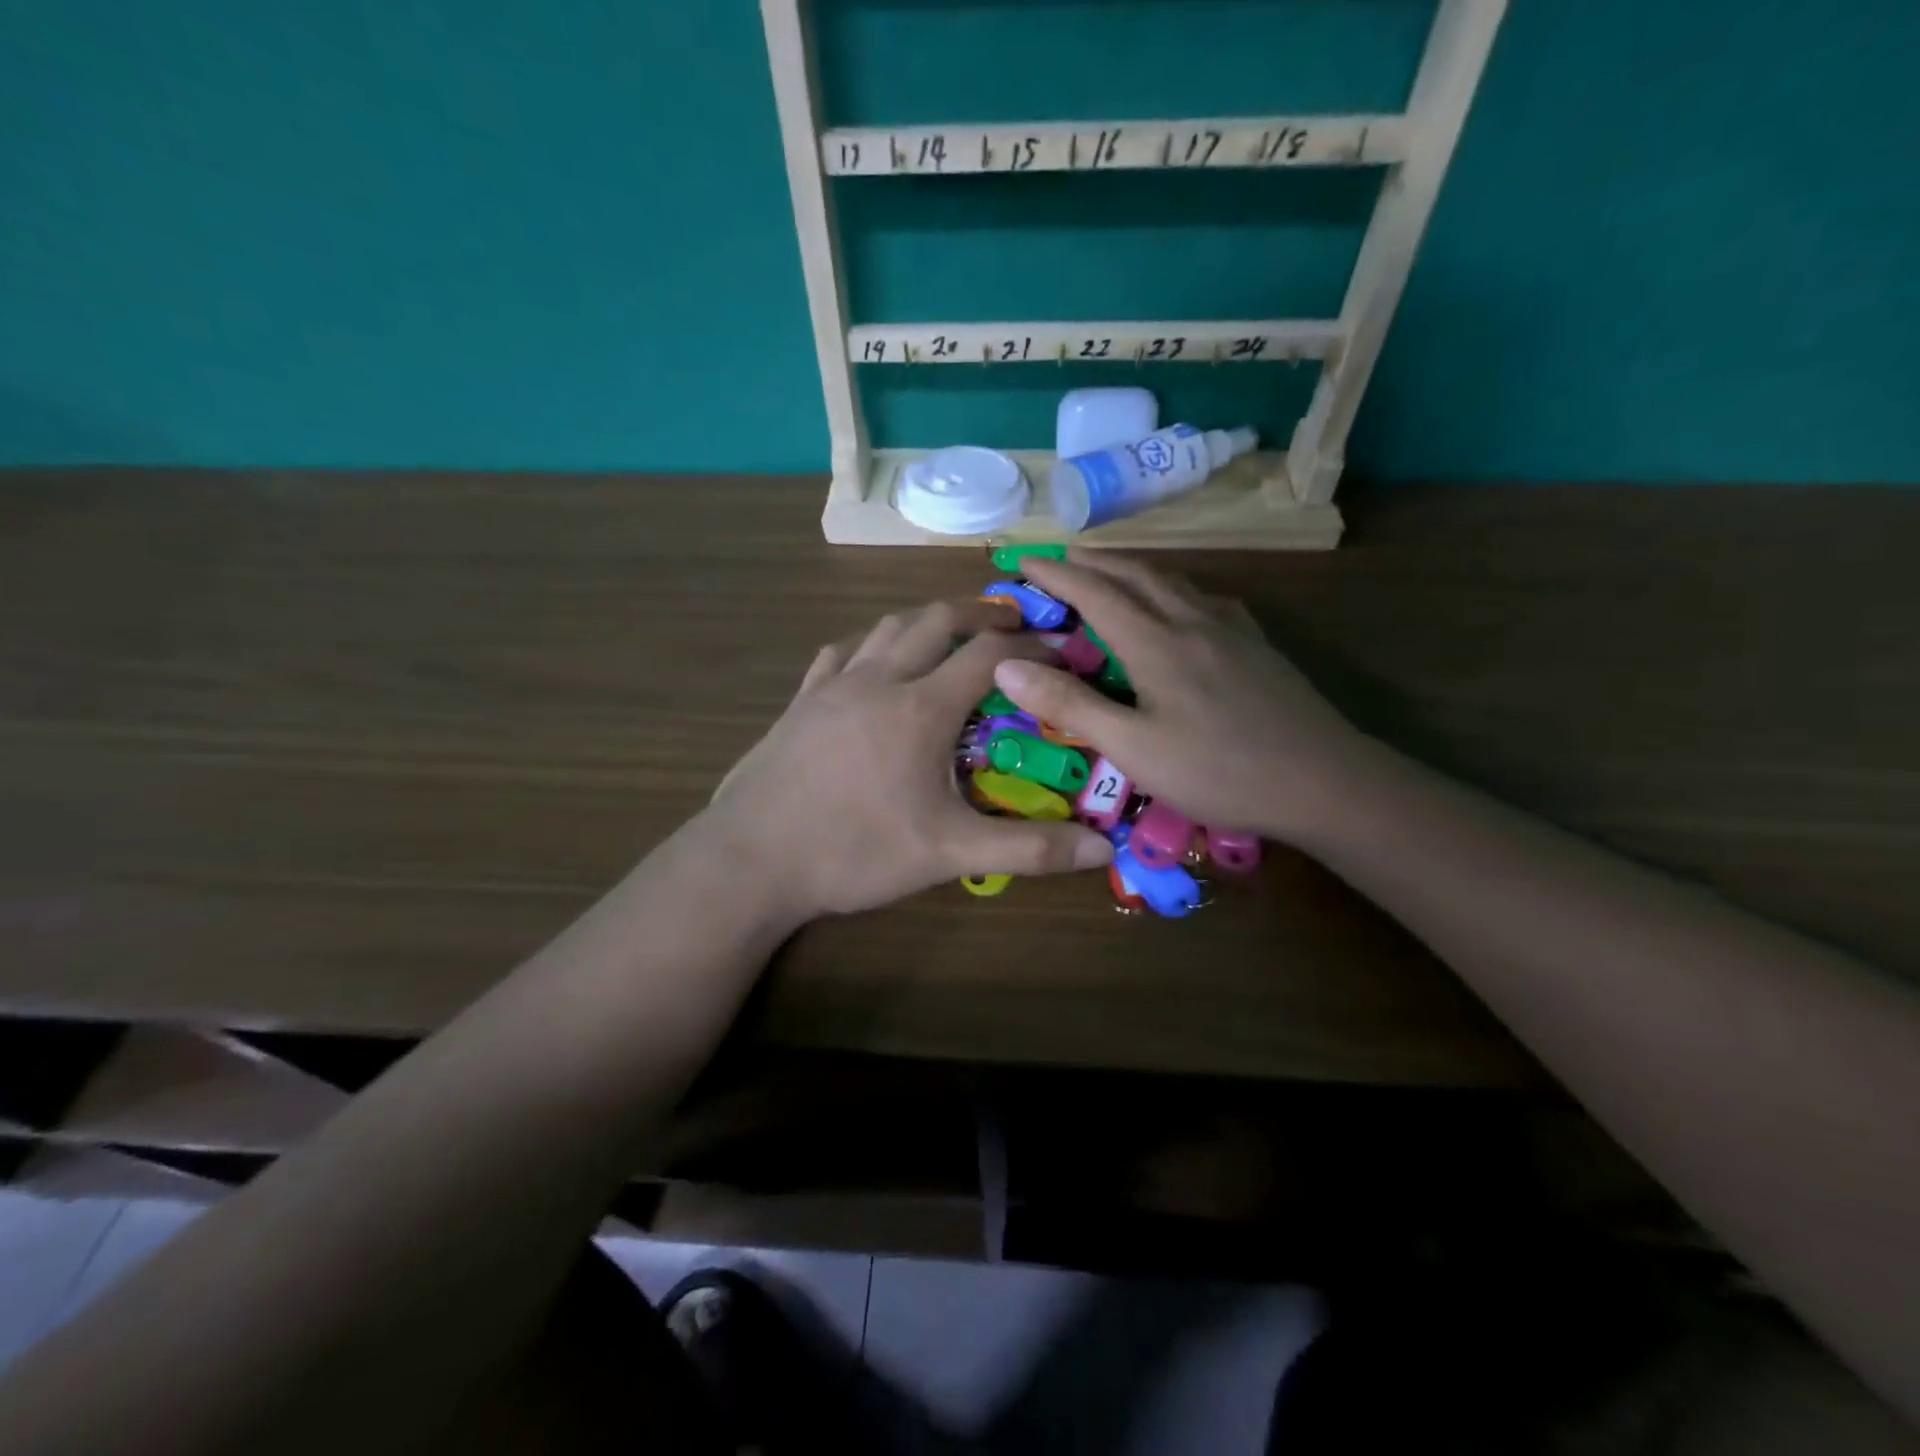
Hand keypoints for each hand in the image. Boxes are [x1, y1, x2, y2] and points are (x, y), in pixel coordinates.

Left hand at [704, 599, 1112, 920]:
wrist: (750, 860)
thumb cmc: (853, 852)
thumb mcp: (948, 854)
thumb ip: (1027, 849)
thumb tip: (1102, 847)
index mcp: (921, 707)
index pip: (990, 655)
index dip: (1032, 647)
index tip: (1060, 651)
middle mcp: (879, 680)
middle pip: (937, 620)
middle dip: (980, 613)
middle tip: (1011, 622)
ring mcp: (832, 687)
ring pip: (886, 628)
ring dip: (926, 621)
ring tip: (950, 634)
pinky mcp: (799, 703)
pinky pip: (838, 654)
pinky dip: (868, 646)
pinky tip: (870, 664)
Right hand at [991, 552, 1367, 844]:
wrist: (1323, 782)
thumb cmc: (1219, 771)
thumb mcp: (1132, 748)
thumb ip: (1070, 704)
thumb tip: (1007, 664)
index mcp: (1156, 643)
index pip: (1094, 592)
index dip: (1055, 574)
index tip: (1023, 560)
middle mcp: (1192, 621)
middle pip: (1135, 574)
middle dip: (1092, 561)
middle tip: (1059, 558)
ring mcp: (1231, 630)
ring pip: (1173, 581)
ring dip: (1132, 569)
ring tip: (1109, 573)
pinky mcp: (1257, 646)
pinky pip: (1204, 599)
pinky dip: (1173, 589)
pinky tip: (1179, 606)